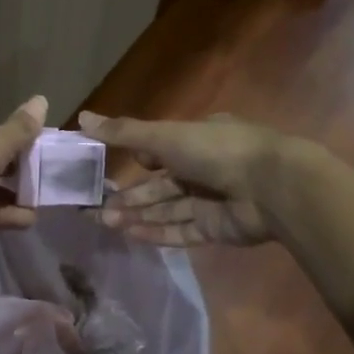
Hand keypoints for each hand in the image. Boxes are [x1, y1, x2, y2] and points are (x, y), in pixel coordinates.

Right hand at [77, 110, 289, 246]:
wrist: (272, 187)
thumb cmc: (217, 151)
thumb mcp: (165, 135)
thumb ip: (123, 132)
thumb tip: (81, 118)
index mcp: (196, 139)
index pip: (159, 150)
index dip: (135, 160)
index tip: (106, 169)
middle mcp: (203, 168)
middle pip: (158, 186)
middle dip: (128, 197)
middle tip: (94, 209)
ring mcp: (210, 201)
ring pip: (165, 209)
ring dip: (136, 215)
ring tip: (104, 222)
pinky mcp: (215, 229)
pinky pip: (180, 231)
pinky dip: (156, 233)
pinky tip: (130, 235)